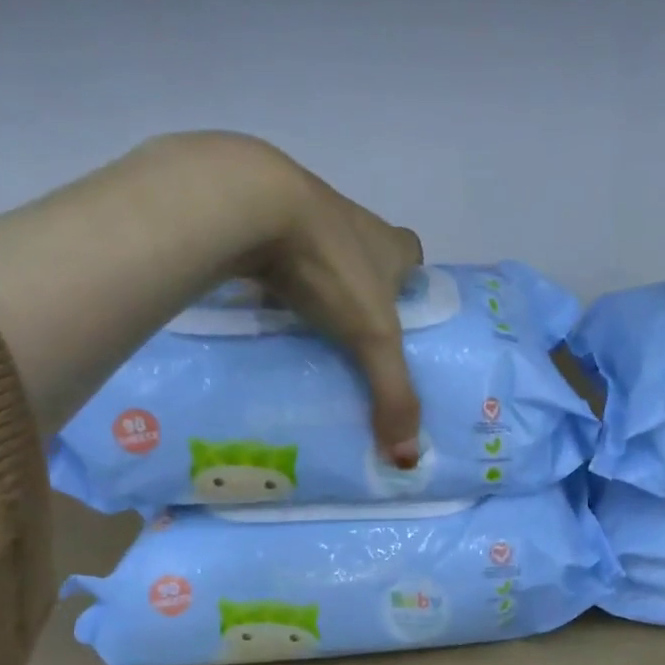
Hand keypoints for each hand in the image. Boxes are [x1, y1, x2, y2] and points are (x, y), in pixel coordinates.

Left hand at [0, 131, 423, 460]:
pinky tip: (264, 311)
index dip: (411, 280)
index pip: (413, 252)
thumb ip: (393, 395)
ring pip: (320, 254)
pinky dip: (274, 281)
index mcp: (388, 243)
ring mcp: (303, 215)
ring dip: (317, 285)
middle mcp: (352, 223)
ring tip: (309, 333)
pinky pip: (276, 257)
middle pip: (366, 254)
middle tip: (353, 336)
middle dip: (363, 289)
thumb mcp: (372, 338)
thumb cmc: (331, 267)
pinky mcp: (259, 221)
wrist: (250, 205)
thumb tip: (408, 458)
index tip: (401, 314)